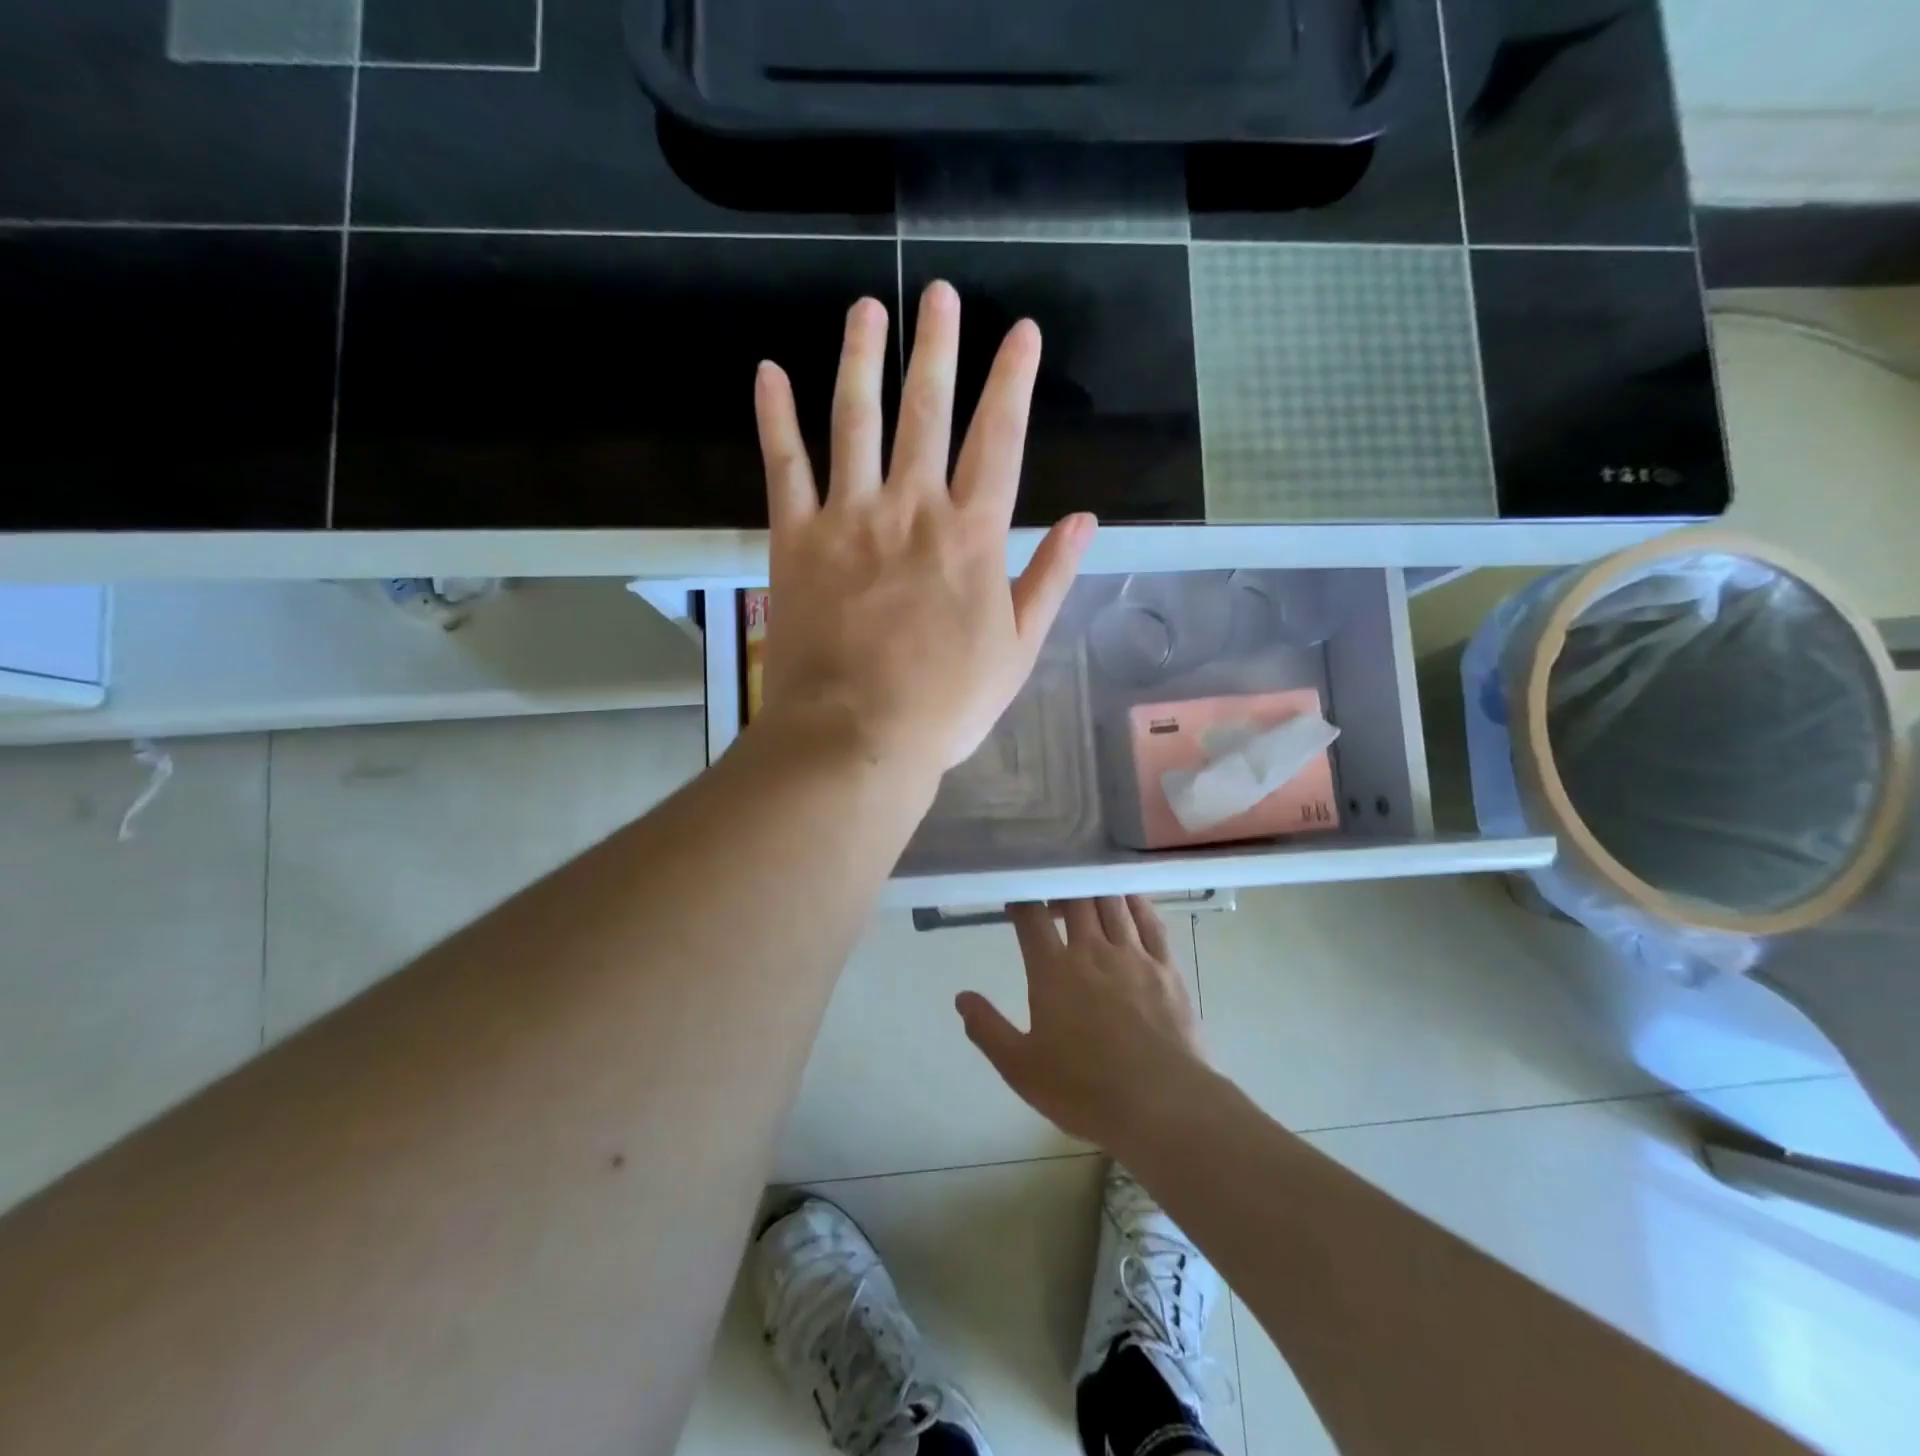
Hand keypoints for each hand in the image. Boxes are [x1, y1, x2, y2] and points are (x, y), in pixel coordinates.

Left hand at [753, 281, 1095, 782]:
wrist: (859, 735)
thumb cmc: (946, 703)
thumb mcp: (1017, 649)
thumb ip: (1049, 579)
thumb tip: (1085, 521)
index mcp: (972, 536)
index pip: (1000, 440)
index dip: (1012, 381)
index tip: (1020, 332)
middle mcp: (912, 508)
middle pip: (927, 411)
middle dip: (938, 347)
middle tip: (941, 295)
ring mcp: (849, 517)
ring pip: (855, 419)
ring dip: (862, 358)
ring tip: (867, 309)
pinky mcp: (796, 538)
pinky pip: (784, 465)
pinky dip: (775, 417)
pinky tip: (770, 372)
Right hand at [957, 898, 1210, 1151]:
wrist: (1161, 1105)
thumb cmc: (1084, 1090)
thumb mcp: (1020, 1068)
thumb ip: (987, 1029)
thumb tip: (962, 998)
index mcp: (1053, 971)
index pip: (1031, 918)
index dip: (1021, 902)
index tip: (1015, 902)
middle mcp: (1092, 951)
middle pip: (1075, 900)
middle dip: (1060, 889)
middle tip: (1052, 898)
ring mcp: (1133, 955)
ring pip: (1111, 903)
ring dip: (1095, 890)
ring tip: (1086, 892)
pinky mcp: (1166, 967)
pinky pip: (1151, 921)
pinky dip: (1136, 902)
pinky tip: (1129, 897)